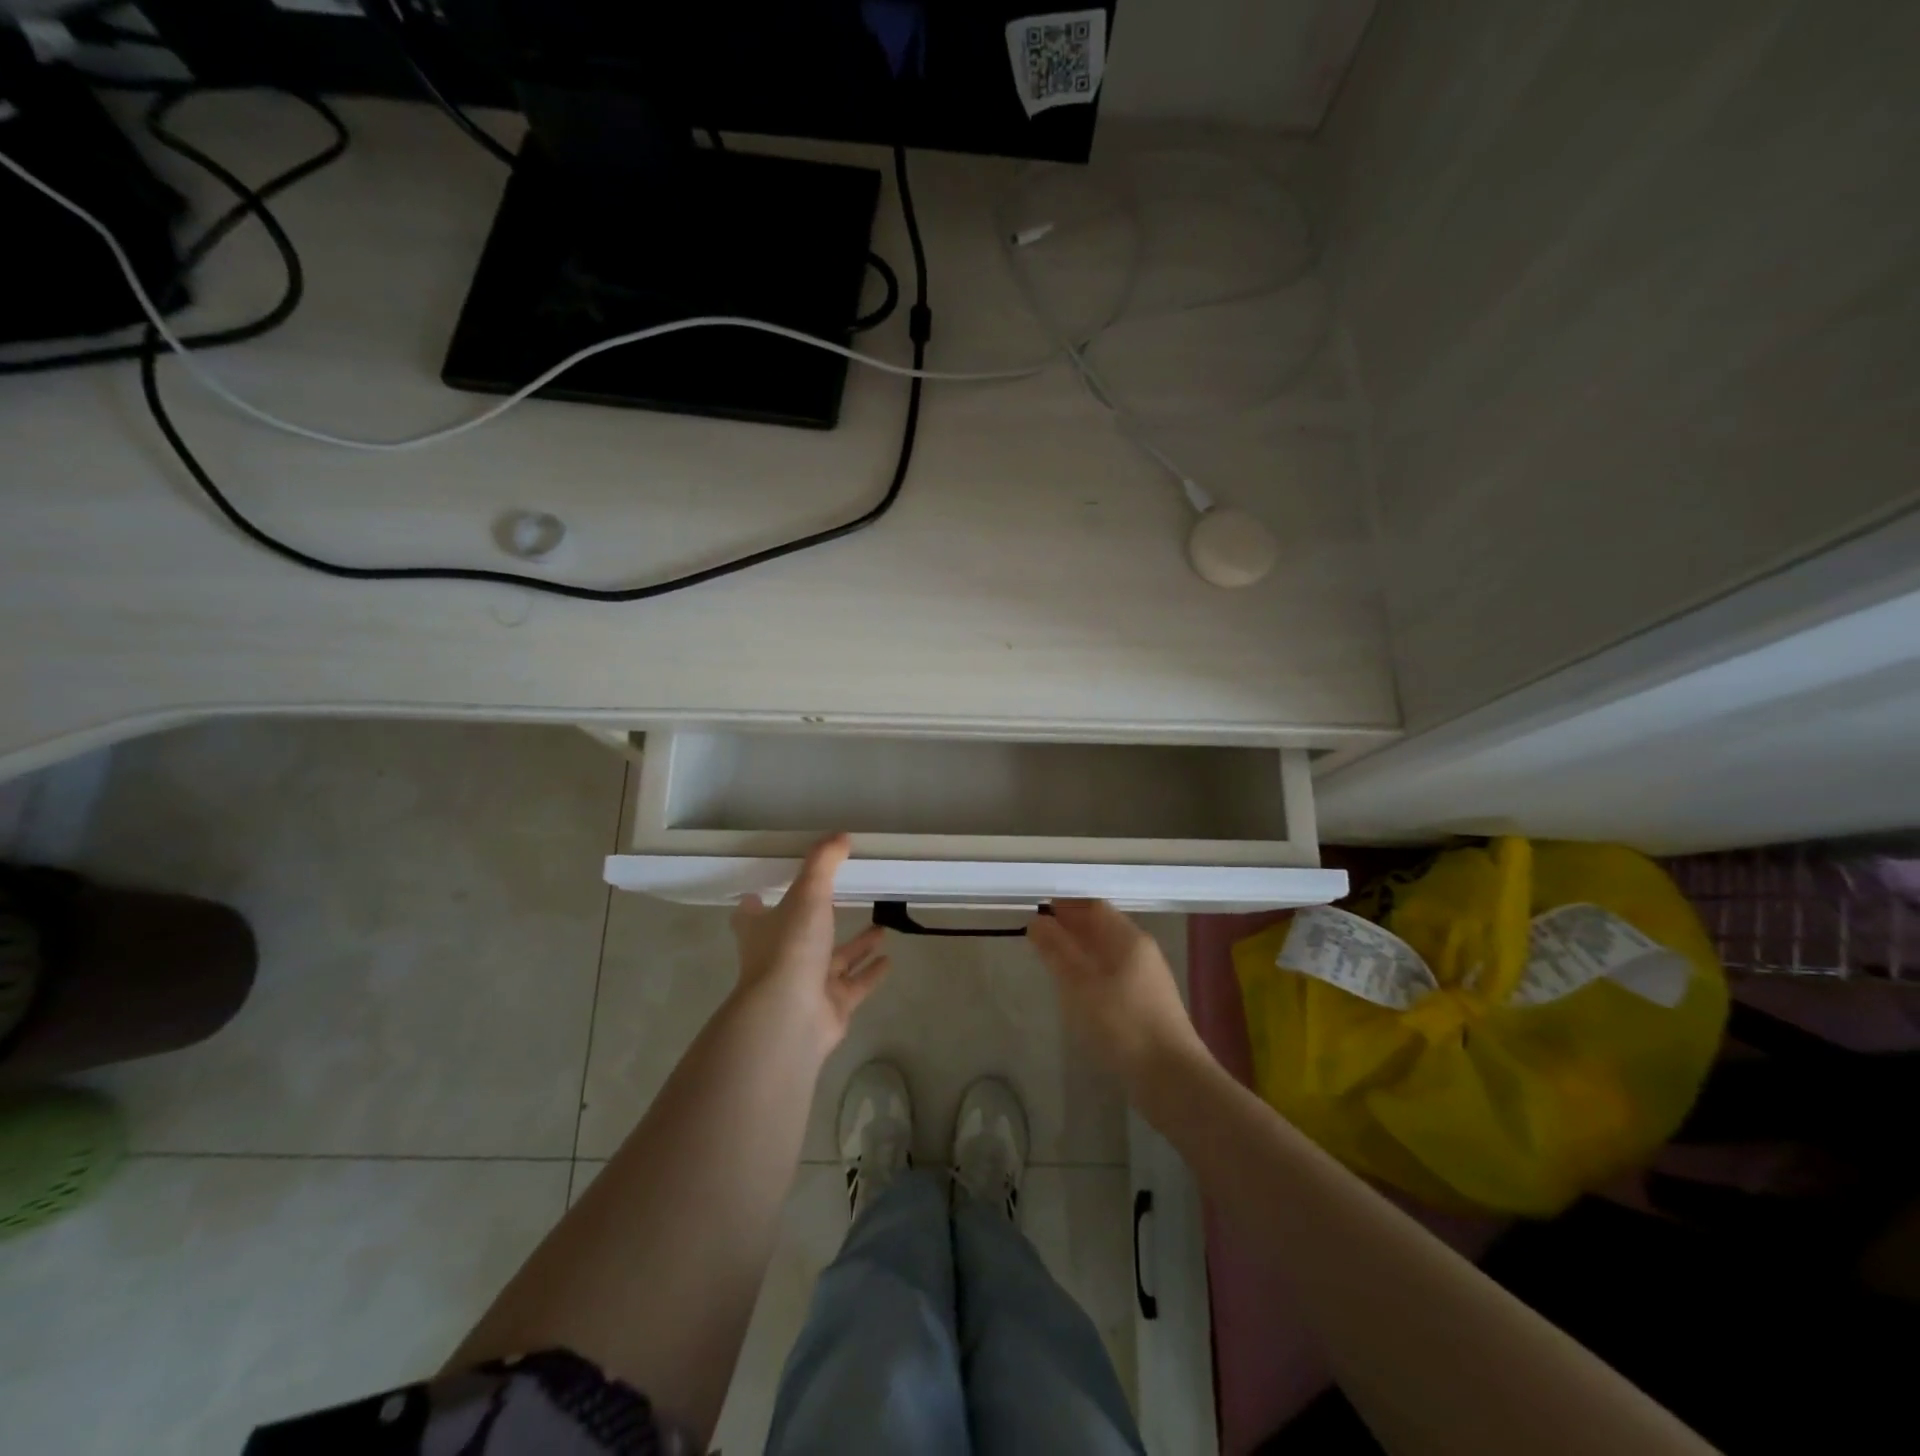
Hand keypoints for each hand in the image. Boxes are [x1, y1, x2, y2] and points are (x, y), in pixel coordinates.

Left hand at [731, 834, 890, 1051]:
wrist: (791, 1015)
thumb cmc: (791, 947)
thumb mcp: (807, 893)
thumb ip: (823, 863)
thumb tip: (840, 836)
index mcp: (762, 930)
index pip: (752, 914)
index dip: (758, 902)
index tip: (767, 889)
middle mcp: (780, 958)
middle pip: (798, 937)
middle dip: (821, 921)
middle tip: (843, 901)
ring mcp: (805, 985)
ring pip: (833, 962)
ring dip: (856, 947)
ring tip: (881, 929)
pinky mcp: (830, 1007)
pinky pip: (854, 986)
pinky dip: (870, 974)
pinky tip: (889, 960)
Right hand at [1028, 900, 1207, 1086]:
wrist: (1171, 1079)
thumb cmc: (1123, 1023)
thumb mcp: (1080, 985)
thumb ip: (1056, 951)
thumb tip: (1037, 922)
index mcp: (1129, 938)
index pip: (1094, 906)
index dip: (1065, 906)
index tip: (1035, 913)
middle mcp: (1142, 951)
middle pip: (1102, 928)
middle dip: (1070, 929)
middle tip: (1037, 938)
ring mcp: (1147, 979)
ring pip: (1107, 953)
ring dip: (1079, 952)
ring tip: (1050, 963)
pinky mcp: (1147, 1004)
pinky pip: (1113, 976)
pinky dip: (1091, 974)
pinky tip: (1076, 992)